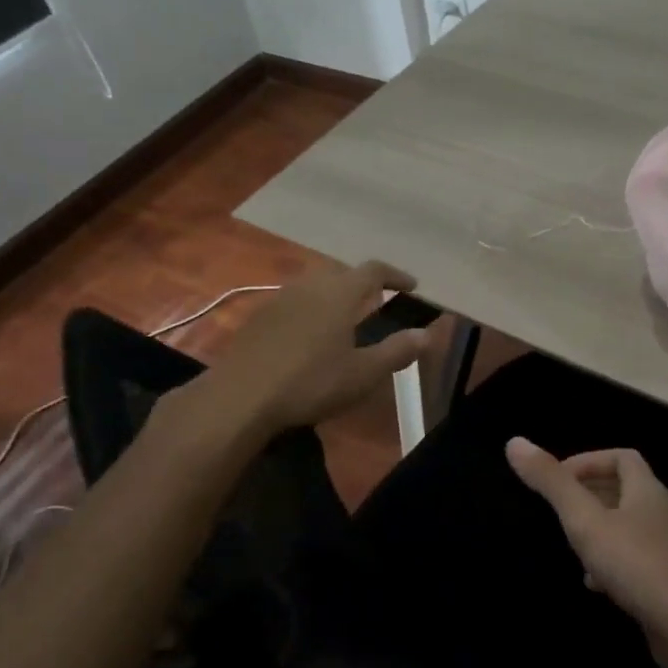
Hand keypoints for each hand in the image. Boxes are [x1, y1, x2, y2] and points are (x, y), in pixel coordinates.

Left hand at [207, 261, 430, 432]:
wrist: (240, 397)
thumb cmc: (310, 383)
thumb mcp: (363, 374)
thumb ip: (397, 351)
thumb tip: (427, 334)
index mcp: (339, 293)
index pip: (373, 270)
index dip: (395, 275)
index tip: (411, 285)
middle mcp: (310, 286)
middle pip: (341, 271)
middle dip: (362, 281)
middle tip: (377, 298)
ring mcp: (280, 299)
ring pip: (314, 284)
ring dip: (334, 292)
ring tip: (345, 314)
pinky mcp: (259, 317)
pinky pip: (294, 300)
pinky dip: (311, 307)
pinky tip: (310, 333)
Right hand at [504, 440, 667, 660]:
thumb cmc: (635, 565)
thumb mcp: (585, 521)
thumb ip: (551, 483)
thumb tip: (515, 442)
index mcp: (647, 490)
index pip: (622, 457)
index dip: (589, 461)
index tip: (559, 480)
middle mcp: (662, 512)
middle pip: (625, 489)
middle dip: (589, 495)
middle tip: (559, 510)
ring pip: (628, 526)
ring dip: (599, 530)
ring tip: (573, 546)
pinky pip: (636, 558)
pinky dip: (612, 561)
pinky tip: (595, 584)